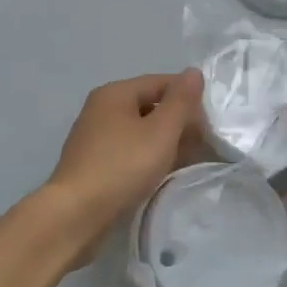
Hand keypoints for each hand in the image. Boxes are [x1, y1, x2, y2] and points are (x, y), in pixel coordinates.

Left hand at [44, 70, 205, 249]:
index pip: (161, 82)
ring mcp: (94, 137)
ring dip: (164, 142)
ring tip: (187, 161)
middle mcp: (101, 108)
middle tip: (203, 144)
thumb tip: (194, 72)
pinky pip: (128, 151)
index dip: (188, 98)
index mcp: (115, 93)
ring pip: (139, 130)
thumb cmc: (122, 166)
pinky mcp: (93, 163)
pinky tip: (160, 173)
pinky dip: (147, 157)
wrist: (76, 214)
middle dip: (178, 122)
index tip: (210, 122)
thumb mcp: (160, 132)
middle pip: (149, 106)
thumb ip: (181, 101)